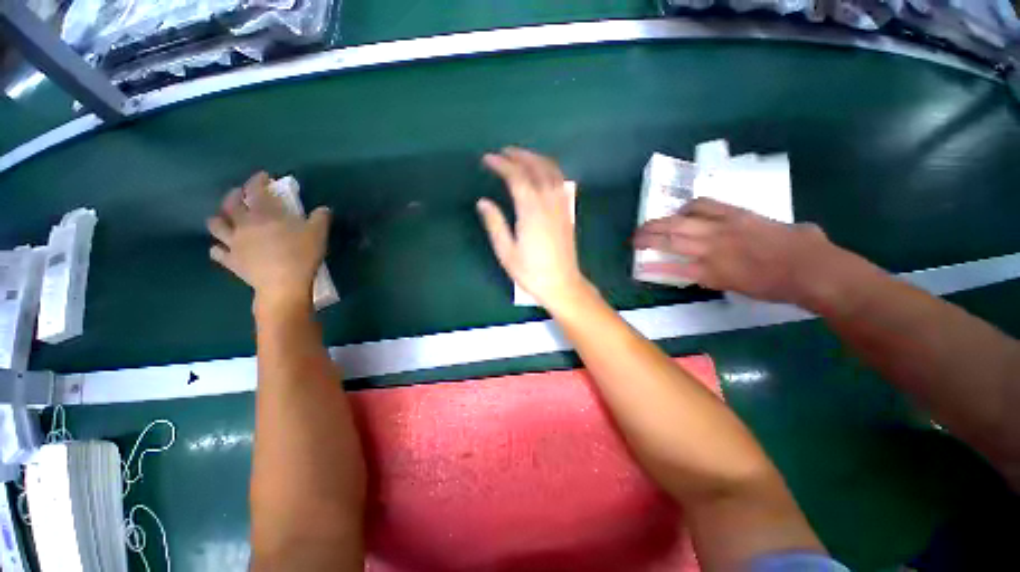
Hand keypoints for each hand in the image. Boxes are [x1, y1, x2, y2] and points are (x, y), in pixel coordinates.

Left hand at [207, 172, 331, 311]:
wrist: (283, 285)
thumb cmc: (301, 255)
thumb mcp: (318, 234)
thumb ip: (320, 218)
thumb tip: (323, 209)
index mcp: (263, 214)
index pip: (255, 190)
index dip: (257, 180)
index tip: (263, 176)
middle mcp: (243, 224)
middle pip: (229, 203)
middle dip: (234, 195)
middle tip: (241, 194)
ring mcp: (233, 243)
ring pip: (216, 225)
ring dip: (220, 218)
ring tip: (227, 219)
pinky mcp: (231, 261)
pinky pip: (216, 252)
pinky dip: (218, 248)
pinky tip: (223, 248)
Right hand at [477, 148, 589, 310]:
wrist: (561, 283)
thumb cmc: (531, 271)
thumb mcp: (506, 251)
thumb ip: (495, 224)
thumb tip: (483, 202)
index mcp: (531, 211)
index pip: (516, 178)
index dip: (501, 165)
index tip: (487, 159)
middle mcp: (548, 202)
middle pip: (536, 168)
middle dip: (519, 155)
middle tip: (503, 152)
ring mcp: (561, 206)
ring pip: (551, 171)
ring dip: (536, 158)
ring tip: (521, 156)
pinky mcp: (567, 212)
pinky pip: (560, 182)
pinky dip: (550, 169)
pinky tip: (542, 172)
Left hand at [633, 198, 839, 305]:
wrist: (812, 272)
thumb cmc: (809, 249)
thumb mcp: (791, 227)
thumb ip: (775, 228)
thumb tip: (786, 232)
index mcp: (738, 215)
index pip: (701, 204)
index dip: (682, 209)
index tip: (674, 214)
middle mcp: (719, 230)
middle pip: (677, 222)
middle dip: (655, 225)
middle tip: (639, 230)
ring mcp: (712, 251)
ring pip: (673, 241)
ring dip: (651, 241)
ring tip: (635, 243)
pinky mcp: (712, 273)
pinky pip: (678, 270)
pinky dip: (660, 268)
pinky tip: (644, 269)